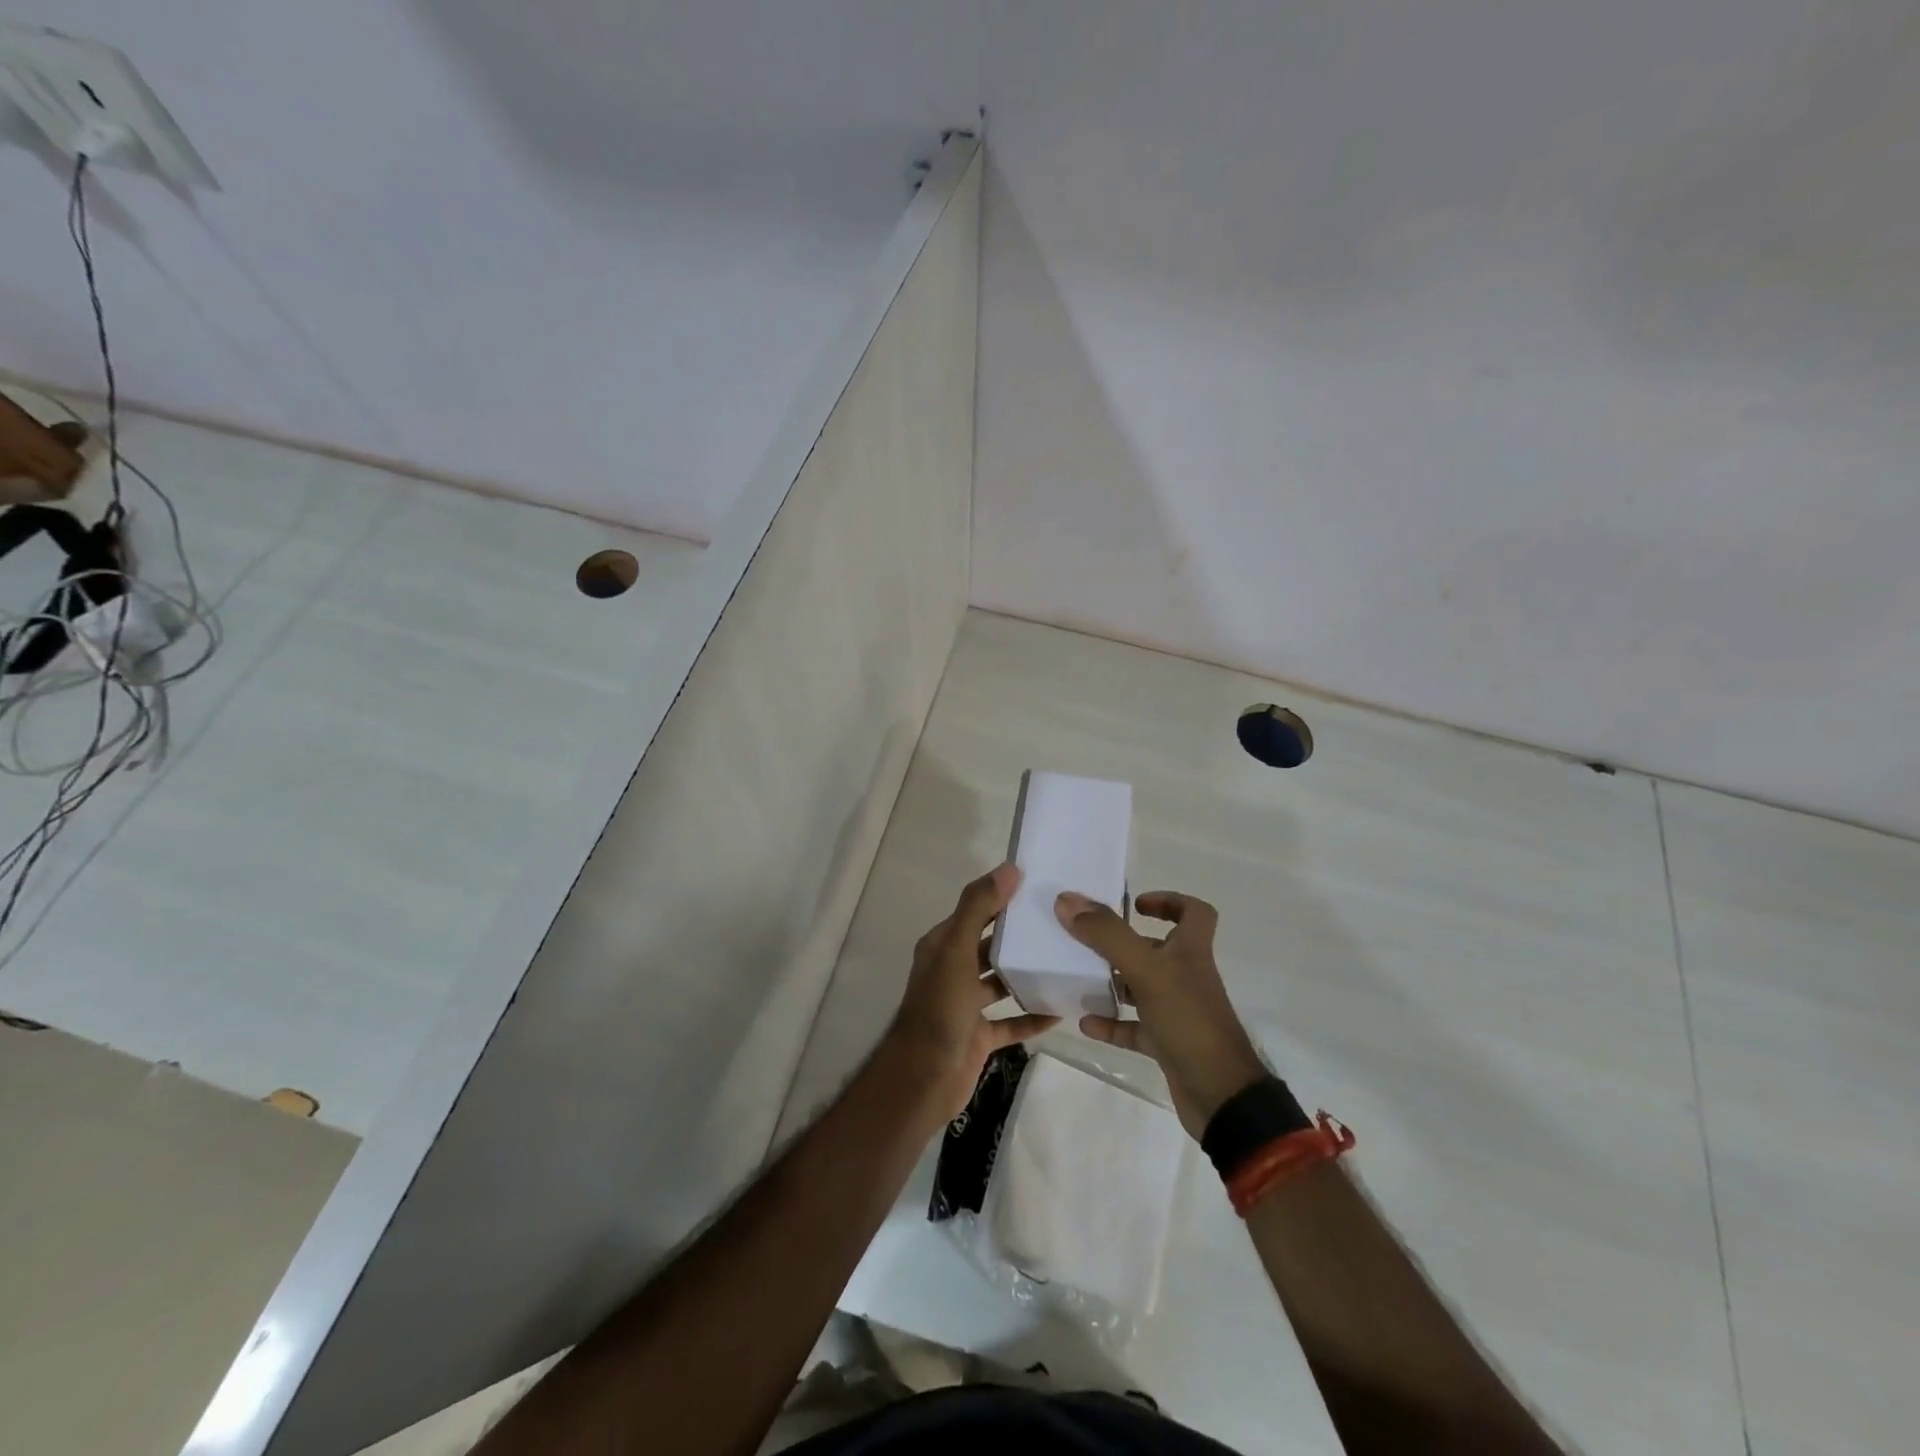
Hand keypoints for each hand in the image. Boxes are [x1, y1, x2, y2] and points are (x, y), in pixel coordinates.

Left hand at [884, 863, 1058, 1118]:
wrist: (923, 1078)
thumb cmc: (940, 1008)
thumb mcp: (957, 950)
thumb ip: (979, 908)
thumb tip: (1009, 868)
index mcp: (944, 945)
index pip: (976, 912)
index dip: (1003, 898)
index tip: (1041, 887)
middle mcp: (954, 970)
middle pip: (991, 946)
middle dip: (1020, 936)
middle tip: (1062, 925)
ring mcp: (966, 1005)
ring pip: (1001, 982)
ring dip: (1027, 974)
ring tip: (1066, 962)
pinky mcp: (979, 1036)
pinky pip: (1011, 1022)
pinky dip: (1032, 1017)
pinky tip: (1060, 1010)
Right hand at [1055, 890, 1267, 1138]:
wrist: (1221, 1097)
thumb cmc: (1188, 1021)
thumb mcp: (1146, 970)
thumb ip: (1107, 935)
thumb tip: (1067, 900)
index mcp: (1191, 951)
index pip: (1194, 913)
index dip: (1169, 901)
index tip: (1134, 904)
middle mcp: (1186, 976)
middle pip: (1157, 948)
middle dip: (1123, 942)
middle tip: (1088, 938)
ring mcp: (1177, 1012)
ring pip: (1142, 987)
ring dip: (1113, 981)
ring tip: (1079, 976)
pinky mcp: (1167, 1044)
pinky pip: (1134, 1028)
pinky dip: (1111, 1024)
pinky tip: (1085, 1023)